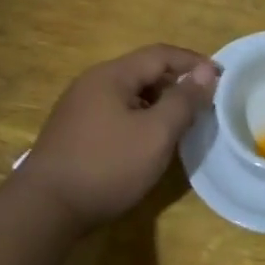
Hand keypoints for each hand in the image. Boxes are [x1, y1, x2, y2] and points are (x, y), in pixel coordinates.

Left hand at [16, 44, 218, 234]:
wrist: (44, 210)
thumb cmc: (107, 166)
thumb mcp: (156, 133)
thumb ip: (184, 100)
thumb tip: (206, 72)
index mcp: (111, 76)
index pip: (160, 54)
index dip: (193, 62)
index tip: (220, 77)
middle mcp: (92, 83)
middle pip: (143, 72)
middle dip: (176, 83)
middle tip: (202, 104)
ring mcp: (78, 108)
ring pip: (128, 94)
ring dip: (158, 103)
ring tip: (180, 125)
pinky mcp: (72, 133)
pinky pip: (114, 113)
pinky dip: (139, 118)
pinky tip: (147, 142)